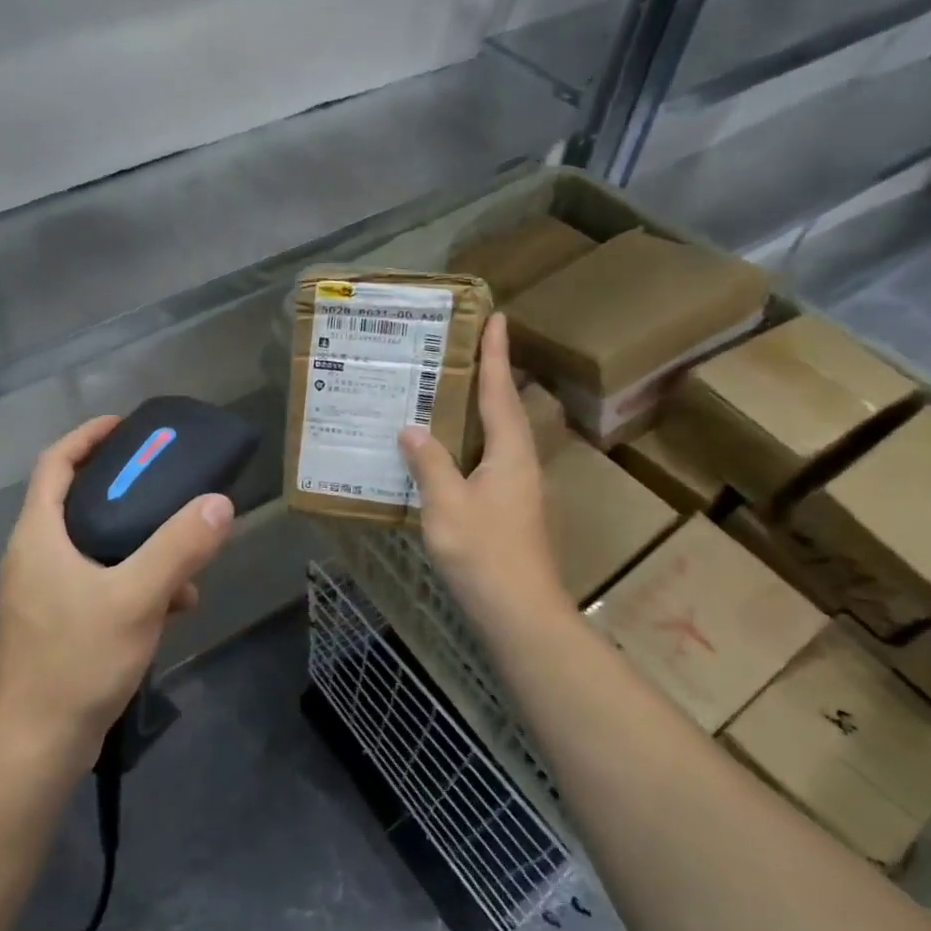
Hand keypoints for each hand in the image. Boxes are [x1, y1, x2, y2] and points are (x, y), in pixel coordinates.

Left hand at [0, 417, 234, 770]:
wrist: (33, 750)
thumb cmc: (76, 661)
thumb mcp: (136, 598)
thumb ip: (179, 548)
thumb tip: (219, 504)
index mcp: (38, 535)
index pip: (55, 462)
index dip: (88, 436)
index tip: (127, 426)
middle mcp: (33, 556)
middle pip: (77, 501)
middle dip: (124, 491)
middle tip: (167, 485)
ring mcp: (41, 594)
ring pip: (93, 547)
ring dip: (138, 545)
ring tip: (185, 558)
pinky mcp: (54, 625)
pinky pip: (97, 584)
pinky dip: (132, 582)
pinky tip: (172, 607)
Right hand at [398, 314, 569, 631]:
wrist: (520, 614)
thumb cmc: (484, 553)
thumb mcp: (447, 504)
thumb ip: (429, 463)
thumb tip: (410, 429)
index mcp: (510, 452)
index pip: (500, 391)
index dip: (495, 354)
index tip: (496, 317)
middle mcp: (519, 463)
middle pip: (502, 409)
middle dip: (486, 376)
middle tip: (459, 348)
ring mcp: (517, 489)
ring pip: (494, 437)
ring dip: (475, 410)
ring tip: (444, 391)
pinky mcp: (508, 510)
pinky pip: (484, 461)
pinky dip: (465, 444)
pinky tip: (441, 452)